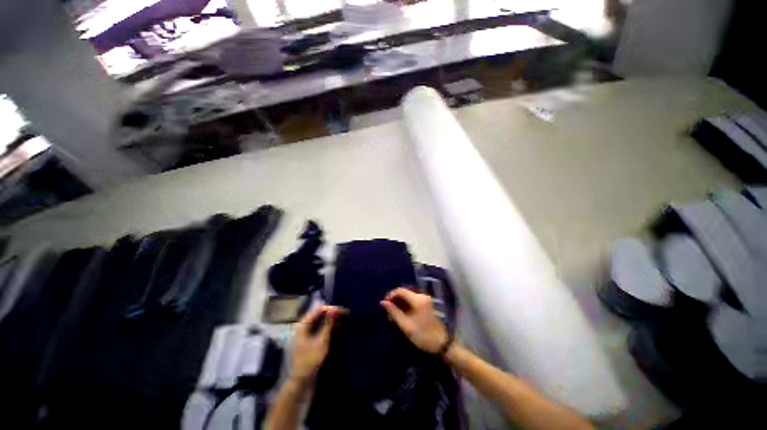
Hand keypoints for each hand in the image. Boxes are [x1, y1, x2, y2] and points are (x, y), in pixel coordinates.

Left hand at [290, 305, 346, 382]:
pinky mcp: (306, 341)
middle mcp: (302, 327)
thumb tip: (334, 309)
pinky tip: (335, 330)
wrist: (300, 383)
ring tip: (342, 323)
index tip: (344, 311)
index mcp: (302, 325)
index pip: (318, 310)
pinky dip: (326, 329)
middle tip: (345, 316)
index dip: (332, 309)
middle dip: (331, 315)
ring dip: (330, 322)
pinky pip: (317, 330)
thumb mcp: (322, 341)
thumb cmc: (310, 361)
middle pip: (318, 315)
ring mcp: (303, 334)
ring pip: (318, 322)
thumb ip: (328, 324)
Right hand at [381, 287, 447, 353]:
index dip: (391, 295)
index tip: (384, 304)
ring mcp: (425, 300)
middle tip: (388, 311)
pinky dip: (406, 306)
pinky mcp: (426, 305)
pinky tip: (401, 315)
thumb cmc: (423, 335)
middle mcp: (422, 296)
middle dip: (395, 300)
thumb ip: (393, 312)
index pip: (401, 290)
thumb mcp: (406, 325)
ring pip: (408, 297)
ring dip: (400, 304)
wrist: (442, 344)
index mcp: (417, 299)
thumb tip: (383, 302)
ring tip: (393, 315)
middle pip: (404, 293)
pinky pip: (413, 301)